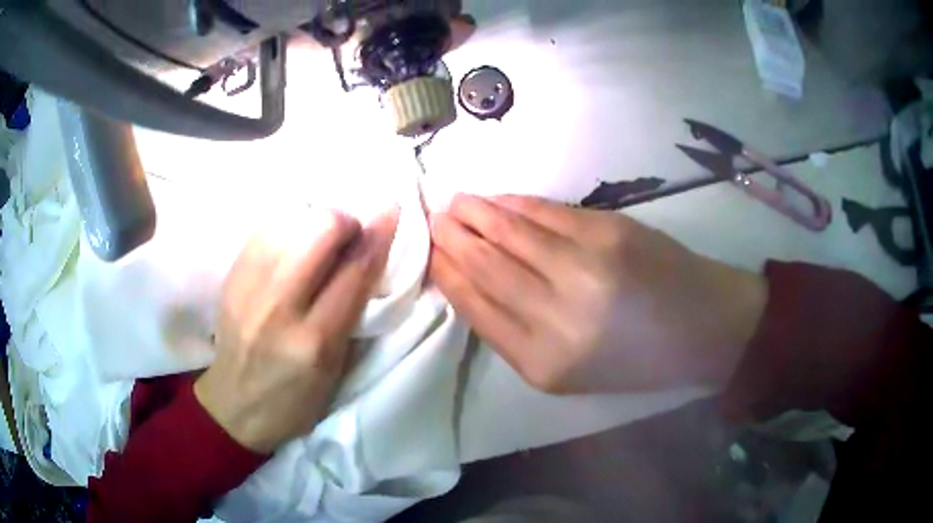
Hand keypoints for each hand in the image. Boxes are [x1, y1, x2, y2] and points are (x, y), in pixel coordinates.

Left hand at [195, 209, 397, 452]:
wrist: (235, 403)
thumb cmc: (295, 398)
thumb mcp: (336, 368)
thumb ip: (354, 311)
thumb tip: (369, 255)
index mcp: (314, 341)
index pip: (354, 271)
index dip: (379, 234)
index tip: (392, 211)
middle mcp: (279, 307)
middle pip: (319, 230)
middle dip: (344, 222)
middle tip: (347, 239)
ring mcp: (248, 286)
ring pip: (290, 219)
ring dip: (314, 221)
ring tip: (318, 241)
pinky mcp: (230, 276)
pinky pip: (265, 228)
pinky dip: (288, 226)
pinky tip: (292, 244)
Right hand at [429, 194, 766, 393]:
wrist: (703, 328)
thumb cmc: (636, 359)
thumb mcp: (567, 371)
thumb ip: (517, 332)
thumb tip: (472, 283)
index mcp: (543, 364)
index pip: (476, 306)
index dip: (447, 273)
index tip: (428, 252)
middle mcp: (558, 317)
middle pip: (486, 265)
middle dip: (452, 237)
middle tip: (431, 218)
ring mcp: (585, 267)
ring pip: (510, 232)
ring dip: (476, 212)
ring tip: (454, 201)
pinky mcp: (608, 232)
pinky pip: (546, 212)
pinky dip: (515, 204)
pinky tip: (497, 199)